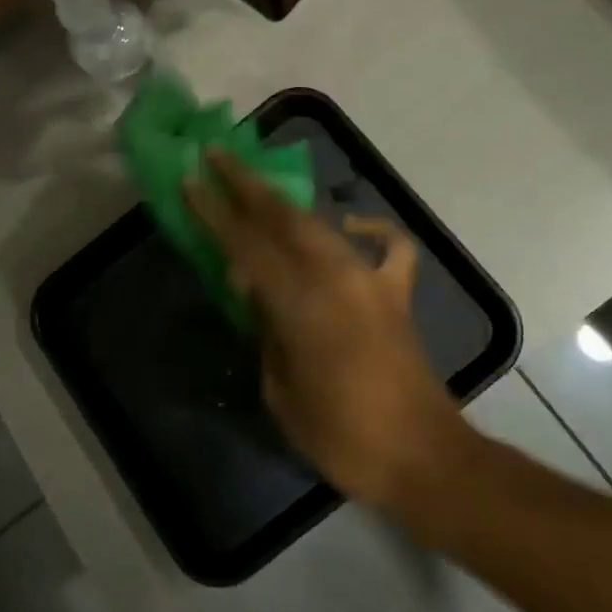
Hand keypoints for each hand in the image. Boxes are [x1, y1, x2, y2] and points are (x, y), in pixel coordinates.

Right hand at [187, 151, 474, 509]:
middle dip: (246, 184)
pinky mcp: (396, 293)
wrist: (421, 455)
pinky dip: (372, 229)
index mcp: (299, 303)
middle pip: (283, 217)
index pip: (245, 245)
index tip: (191, 181)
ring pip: (321, 225)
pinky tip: (352, 226)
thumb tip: (254, 289)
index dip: (214, 212)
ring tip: (257, 184)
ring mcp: (370, 280)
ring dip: (287, 204)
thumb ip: (266, 330)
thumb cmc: (341, 436)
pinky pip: (389, 247)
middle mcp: (334, 277)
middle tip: (217, 156)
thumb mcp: (282, 391)